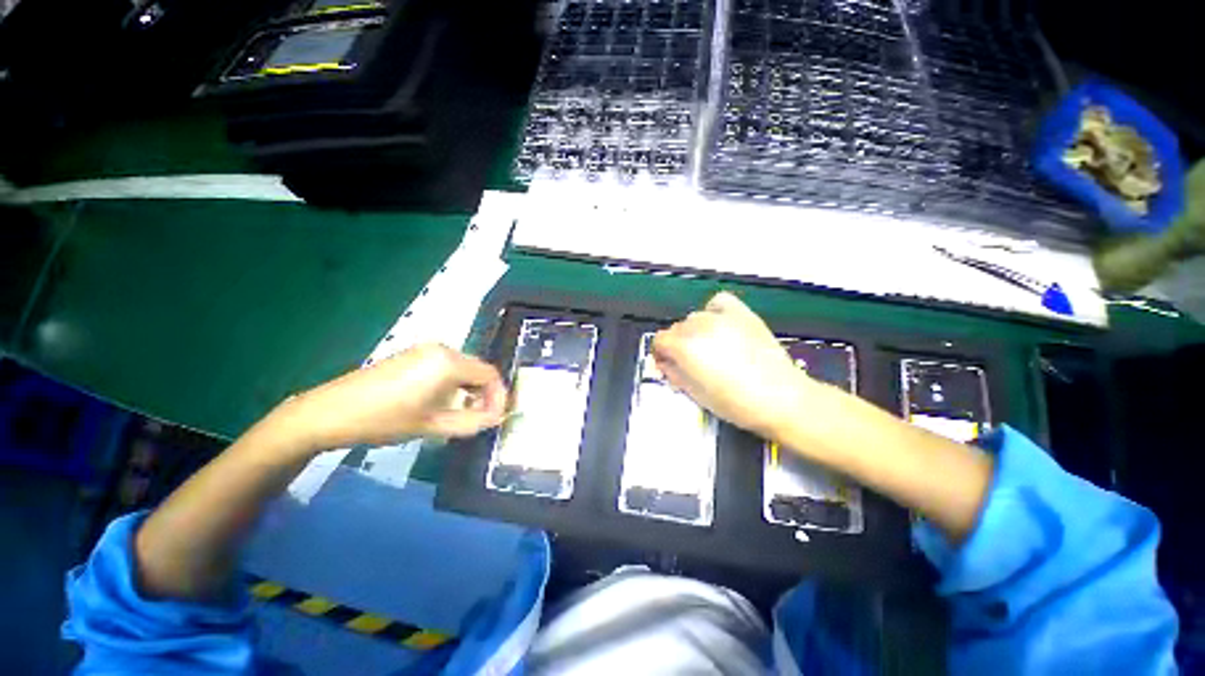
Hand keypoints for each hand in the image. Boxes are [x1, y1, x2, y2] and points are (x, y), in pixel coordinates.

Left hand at [278, 344, 508, 453]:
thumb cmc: (384, 420)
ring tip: (462, 413)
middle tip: (481, 418)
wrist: (329, 413)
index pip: (490, 375)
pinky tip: (441, 402)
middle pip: (478, 369)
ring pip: (463, 369)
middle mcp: (442, 349)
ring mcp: (425, 350)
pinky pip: (446, 367)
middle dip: (485, 394)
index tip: (496, 418)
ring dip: (469, 390)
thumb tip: (496, 419)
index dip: (499, 397)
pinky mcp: (412, 355)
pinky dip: (453, 384)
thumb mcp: (433, 426)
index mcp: (449, 362)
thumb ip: (472, 422)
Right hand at [652, 292, 813, 438]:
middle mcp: (698, 326)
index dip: (660, 354)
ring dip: (695, 331)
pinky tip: (720, 325)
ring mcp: (721, 317)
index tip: (667, 365)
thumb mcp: (695, 394)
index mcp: (684, 346)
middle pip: (676, 328)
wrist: (781, 398)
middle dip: (677, 344)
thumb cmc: (734, 403)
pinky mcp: (742, 314)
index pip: (659, 340)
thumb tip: (664, 364)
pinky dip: (713, 311)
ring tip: (709, 346)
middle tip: (690, 362)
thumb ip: (673, 374)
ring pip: (695, 317)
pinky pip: (718, 303)